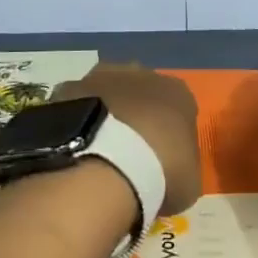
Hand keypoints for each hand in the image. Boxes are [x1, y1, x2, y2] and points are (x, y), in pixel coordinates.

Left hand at [51, 63, 201, 216]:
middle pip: (141, 94)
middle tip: (128, 155)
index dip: (171, 135)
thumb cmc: (157, 174)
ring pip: (107, 93)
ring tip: (97, 153)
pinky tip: (74, 148)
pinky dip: (77, 120)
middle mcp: (141, 73)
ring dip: (105, 115)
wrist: (102, 165)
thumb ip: (183, 168)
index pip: (179, 109)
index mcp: (177, 92)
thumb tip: (172, 173)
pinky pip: (77, 104)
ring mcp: (101, 77)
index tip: (163, 161)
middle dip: (136, 117)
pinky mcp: (69, 87)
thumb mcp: (188, 185)